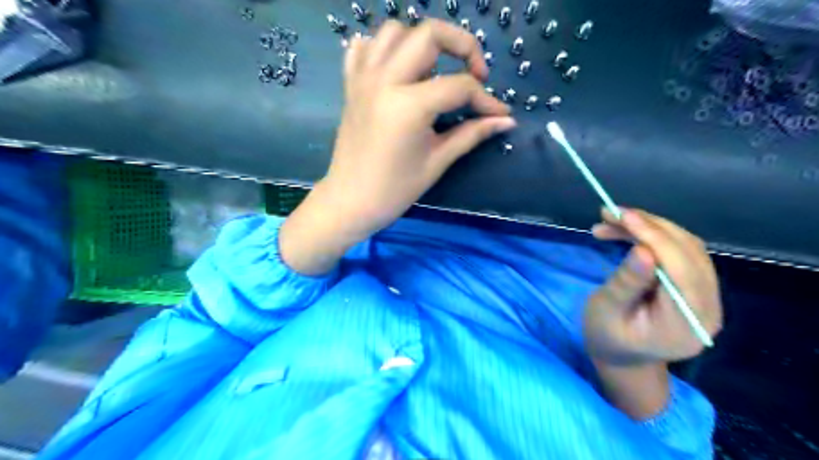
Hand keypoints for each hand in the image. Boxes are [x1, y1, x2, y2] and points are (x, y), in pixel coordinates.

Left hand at [320, 17, 509, 235]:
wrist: (351, 201)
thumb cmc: (395, 189)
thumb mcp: (437, 161)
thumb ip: (472, 134)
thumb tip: (505, 121)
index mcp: (409, 105)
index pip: (459, 86)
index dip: (486, 99)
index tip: (499, 114)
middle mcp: (384, 80)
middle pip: (429, 34)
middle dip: (462, 46)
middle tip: (474, 74)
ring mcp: (363, 79)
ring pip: (394, 31)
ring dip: (422, 42)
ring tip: (435, 71)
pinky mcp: (351, 85)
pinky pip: (364, 48)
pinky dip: (384, 48)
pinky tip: (398, 69)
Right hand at [582, 209, 720, 365]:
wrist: (622, 356)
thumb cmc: (607, 337)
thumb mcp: (607, 312)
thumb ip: (626, 283)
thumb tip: (643, 250)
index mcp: (685, 324)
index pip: (680, 271)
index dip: (654, 238)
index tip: (622, 215)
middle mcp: (708, 309)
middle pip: (688, 253)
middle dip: (649, 226)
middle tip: (610, 213)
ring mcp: (707, 297)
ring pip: (686, 246)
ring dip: (650, 227)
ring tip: (612, 221)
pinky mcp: (697, 287)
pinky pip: (681, 252)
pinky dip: (654, 236)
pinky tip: (628, 231)